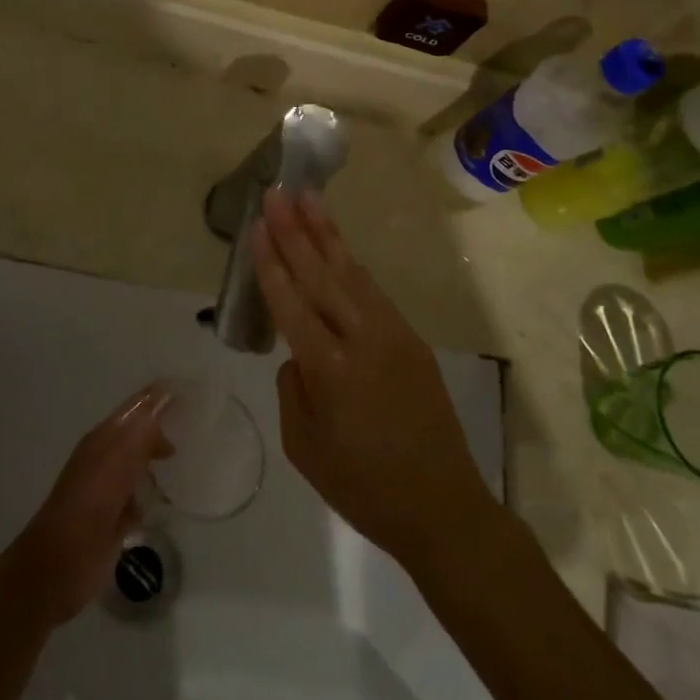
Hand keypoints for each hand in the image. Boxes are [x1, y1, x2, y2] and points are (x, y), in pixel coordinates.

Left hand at [2, 385, 172, 624]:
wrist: (63, 560)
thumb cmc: (93, 500)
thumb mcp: (121, 456)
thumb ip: (144, 428)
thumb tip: (165, 394)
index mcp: (103, 438)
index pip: (136, 408)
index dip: (158, 398)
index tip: (188, 391)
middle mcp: (105, 458)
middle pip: (138, 435)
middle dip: (161, 429)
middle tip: (194, 426)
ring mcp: (108, 490)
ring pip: (139, 466)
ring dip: (156, 461)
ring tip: (187, 459)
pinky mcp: (115, 520)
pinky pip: (139, 498)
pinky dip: (151, 494)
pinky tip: (169, 497)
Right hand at [251, 189, 493, 564]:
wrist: (442, 507)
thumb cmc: (362, 487)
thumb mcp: (304, 446)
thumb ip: (292, 388)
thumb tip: (297, 352)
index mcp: (329, 369)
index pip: (291, 301)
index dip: (271, 261)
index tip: (257, 224)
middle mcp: (362, 339)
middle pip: (320, 273)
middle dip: (295, 230)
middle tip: (277, 192)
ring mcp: (392, 334)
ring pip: (351, 272)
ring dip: (326, 233)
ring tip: (308, 197)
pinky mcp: (411, 339)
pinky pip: (372, 291)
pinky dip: (350, 264)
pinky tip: (337, 247)